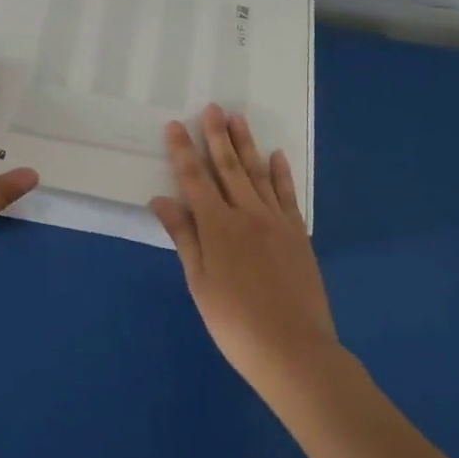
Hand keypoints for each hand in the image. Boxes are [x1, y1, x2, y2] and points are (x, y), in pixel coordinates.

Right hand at [150, 106, 339, 392]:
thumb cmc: (235, 323)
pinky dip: (280, 173)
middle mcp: (246, 214)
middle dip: (217, 136)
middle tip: (212, 108)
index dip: (182, 151)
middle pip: (228, 167)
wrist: (294, 350)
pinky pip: (287, 195)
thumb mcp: (199, 283)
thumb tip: (161, 200)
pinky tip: (276, 155)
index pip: (194, 179)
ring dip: (246, 145)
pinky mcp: (297, 234)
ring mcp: (276, 221)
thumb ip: (183, 237)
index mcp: (217, 226)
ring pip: (258, 174)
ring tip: (238, 119)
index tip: (175, 124)